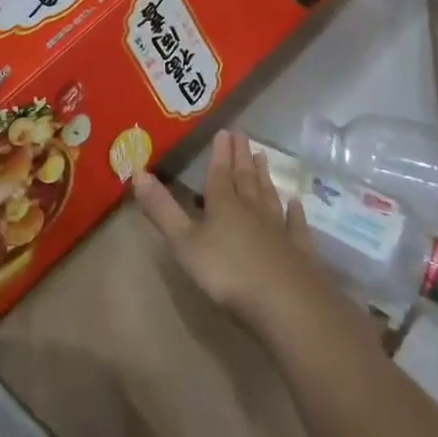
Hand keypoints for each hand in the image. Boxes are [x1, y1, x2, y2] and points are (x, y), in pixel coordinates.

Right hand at [133, 131, 331, 335]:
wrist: (288, 306)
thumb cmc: (228, 273)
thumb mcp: (184, 242)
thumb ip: (162, 209)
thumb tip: (138, 173)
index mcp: (223, 205)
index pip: (220, 173)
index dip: (220, 152)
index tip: (224, 131)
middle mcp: (252, 210)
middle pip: (245, 178)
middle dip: (241, 156)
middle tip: (243, 134)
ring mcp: (279, 230)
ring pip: (269, 196)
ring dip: (264, 176)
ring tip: (263, 157)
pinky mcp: (300, 252)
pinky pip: (296, 226)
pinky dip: (295, 213)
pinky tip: (296, 203)